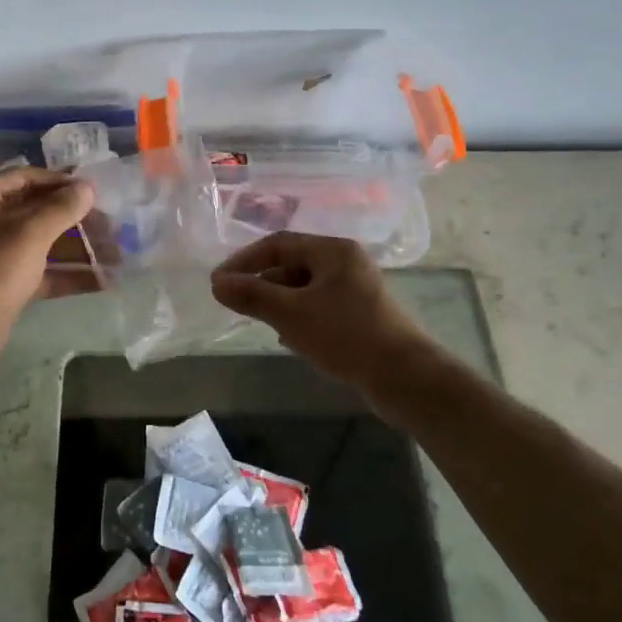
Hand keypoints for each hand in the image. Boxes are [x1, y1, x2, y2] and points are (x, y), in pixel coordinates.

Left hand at [0, 168, 93, 384]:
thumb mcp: (27, 236)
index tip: (98, 190)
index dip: (61, 182)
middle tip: (114, 225)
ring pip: (42, 244)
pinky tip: (103, 280)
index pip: (25, 178)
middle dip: (75, 219)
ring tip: (117, 254)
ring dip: (78, 249)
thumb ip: (60, 209)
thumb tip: (87, 187)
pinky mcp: (3, 287)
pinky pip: (41, 273)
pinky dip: (68, 275)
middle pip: (36, 211)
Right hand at [210, 232, 433, 390]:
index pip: (278, 244)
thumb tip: (217, 284)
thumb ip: (252, 295)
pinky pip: (319, 306)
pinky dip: (298, 316)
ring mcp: (356, 289)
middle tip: (236, 303)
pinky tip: (289, 339)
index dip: (244, 261)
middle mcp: (346, 262)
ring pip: (304, 288)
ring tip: (261, 322)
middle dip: (262, 283)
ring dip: (279, 302)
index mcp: (333, 250)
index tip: (219, 282)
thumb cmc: (345, 335)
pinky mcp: (361, 315)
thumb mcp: (291, 314)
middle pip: (292, 264)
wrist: (404, 377)